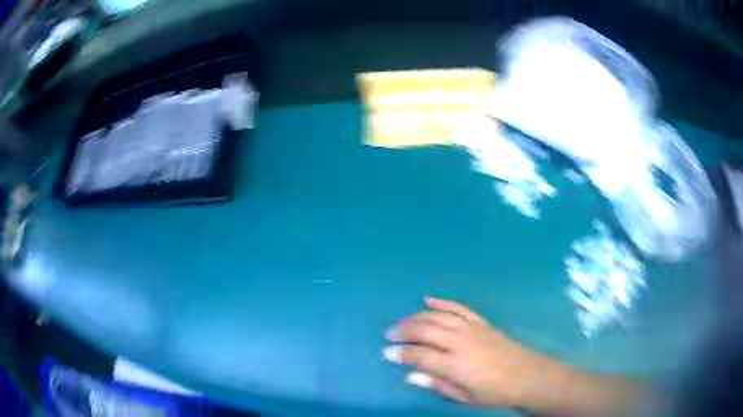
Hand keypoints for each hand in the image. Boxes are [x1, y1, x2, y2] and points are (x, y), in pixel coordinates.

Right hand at [384, 297, 556, 407]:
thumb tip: (410, 376)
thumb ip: (437, 385)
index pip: (421, 355)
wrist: (527, 376)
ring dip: (417, 317)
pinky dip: (442, 302)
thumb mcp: (464, 397)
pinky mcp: (482, 322)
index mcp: (456, 365)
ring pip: (439, 317)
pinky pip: (459, 308)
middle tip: (389, 334)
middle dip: (404, 331)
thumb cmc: (494, 393)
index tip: (387, 352)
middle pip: (427, 330)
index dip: (401, 353)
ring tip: (402, 321)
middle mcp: (462, 343)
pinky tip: (428, 299)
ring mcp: (473, 329)